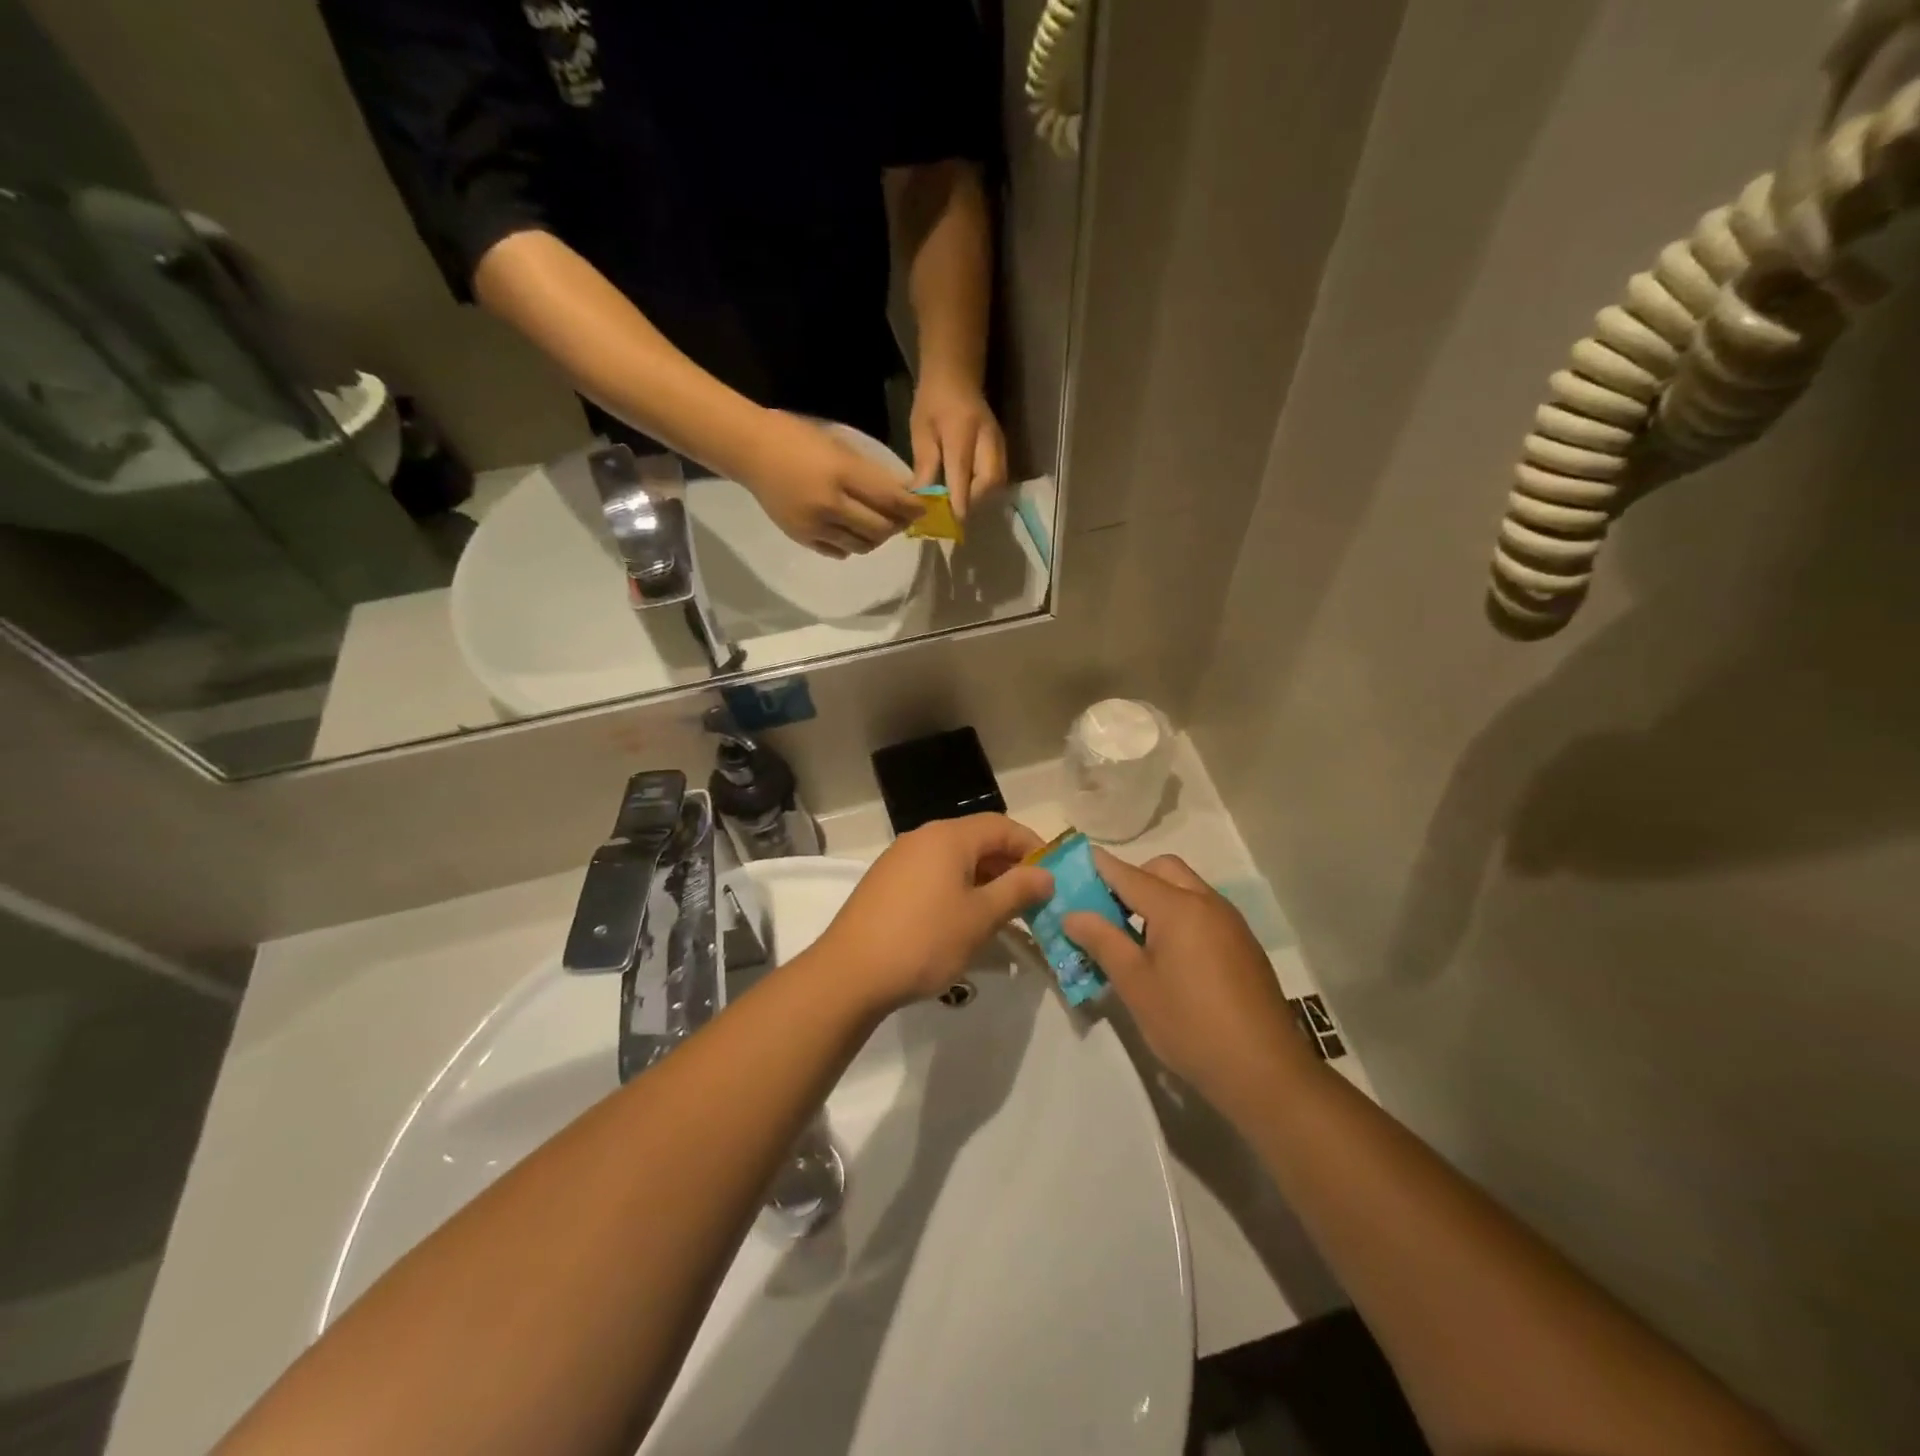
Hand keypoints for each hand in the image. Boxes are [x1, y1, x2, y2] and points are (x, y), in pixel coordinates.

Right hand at [740, 411, 923, 556]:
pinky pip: (840, 551)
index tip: (922, 508)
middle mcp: (830, 504)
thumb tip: (902, 492)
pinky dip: (853, 545)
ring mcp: (815, 525)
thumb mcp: (839, 446)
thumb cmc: (797, 438)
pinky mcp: (803, 538)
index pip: (889, 498)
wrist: (750, 451)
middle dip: (897, 525)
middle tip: (902, 519)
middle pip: (880, 528)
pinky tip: (853, 532)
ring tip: (879, 526)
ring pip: (863, 545)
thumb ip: (870, 472)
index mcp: (841, 473)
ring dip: (877, 538)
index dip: (911, 507)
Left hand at [814, 814, 1052, 1009]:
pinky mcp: (886, 883)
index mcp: (948, 836)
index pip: (1002, 826)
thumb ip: (1018, 890)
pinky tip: (963, 922)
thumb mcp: (980, 917)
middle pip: (977, 841)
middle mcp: (922, 837)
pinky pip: (933, 876)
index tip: (1053, 876)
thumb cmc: (925, 940)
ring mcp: (900, 859)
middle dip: (1009, 867)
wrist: (850, 973)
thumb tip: (1045, 875)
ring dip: (984, 881)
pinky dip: (957, 890)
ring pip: (954, 861)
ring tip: (1003, 915)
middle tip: (1032, 901)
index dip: (1032, 847)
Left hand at [909, 372, 1006, 519]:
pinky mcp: (1003, 449)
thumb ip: (925, 466)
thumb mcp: (921, 431)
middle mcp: (987, 439)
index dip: (958, 501)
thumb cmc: (933, 402)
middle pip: (989, 481)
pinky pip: (998, 478)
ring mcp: (999, 444)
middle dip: (973, 502)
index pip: (963, 473)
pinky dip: (985, 491)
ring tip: (960, 505)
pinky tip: (969, 494)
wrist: (956, 376)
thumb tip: (923, 500)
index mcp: (962, 431)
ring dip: (980, 499)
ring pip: (997, 482)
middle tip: (953, 513)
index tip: (951, 522)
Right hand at [1064, 851, 1315, 1120]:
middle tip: (1107, 911)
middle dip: (1132, 878)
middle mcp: (1207, 902)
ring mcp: (1231, 923)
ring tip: (1134, 938)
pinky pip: (1204, 911)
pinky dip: (1180, 916)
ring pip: (1187, 888)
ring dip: (1158, 897)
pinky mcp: (1244, 945)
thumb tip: (1073, 914)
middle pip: (1163, 869)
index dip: (1099, 867)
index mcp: (1178, 906)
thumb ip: (1102, 941)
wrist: (1264, 1071)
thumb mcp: (1135, 984)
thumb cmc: (1189, 1024)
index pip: (1128, 874)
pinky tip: (1170, 958)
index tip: (1073, 866)